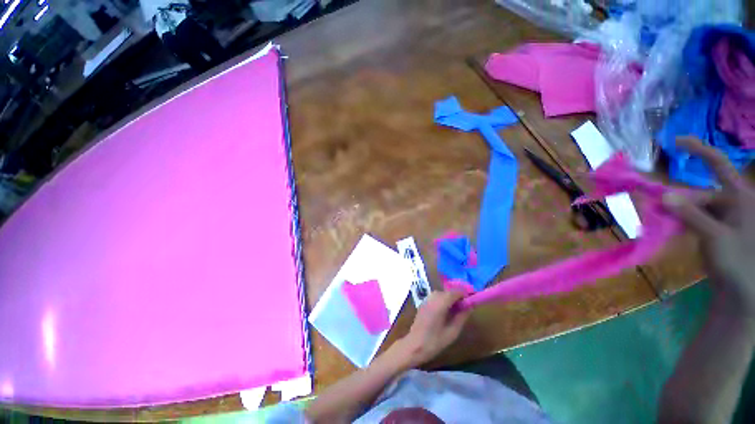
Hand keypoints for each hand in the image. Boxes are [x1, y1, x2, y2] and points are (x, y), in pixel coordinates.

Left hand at [397, 291, 470, 367]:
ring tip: (457, 309)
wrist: (414, 345)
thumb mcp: (452, 332)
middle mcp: (432, 297)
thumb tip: (470, 306)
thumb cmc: (434, 341)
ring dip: (450, 298)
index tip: (472, 300)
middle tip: (466, 307)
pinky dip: (443, 300)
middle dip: (458, 296)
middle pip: (448, 291)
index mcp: (440, 303)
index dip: (465, 294)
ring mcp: (426, 299)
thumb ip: (462, 317)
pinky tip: (446, 311)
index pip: (455, 292)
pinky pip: (436, 297)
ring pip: (442, 293)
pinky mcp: (423, 303)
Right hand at [663, 137, 754, 316]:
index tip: (675, 142)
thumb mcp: (714, 236)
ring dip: (676, 213)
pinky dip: (680, 222)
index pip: (718, 165)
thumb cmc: (737, 260)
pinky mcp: (715, 230)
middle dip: (677, 199)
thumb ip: (690, 215)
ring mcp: (723, 218)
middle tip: (654, 207)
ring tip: (660, 221)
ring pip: (694, 208)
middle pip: (700, 193)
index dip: (699, 150)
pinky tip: (670, 228)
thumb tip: (663, 196)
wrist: (741, 292)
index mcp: (740, 198)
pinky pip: (694, 220)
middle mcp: (732, 203)